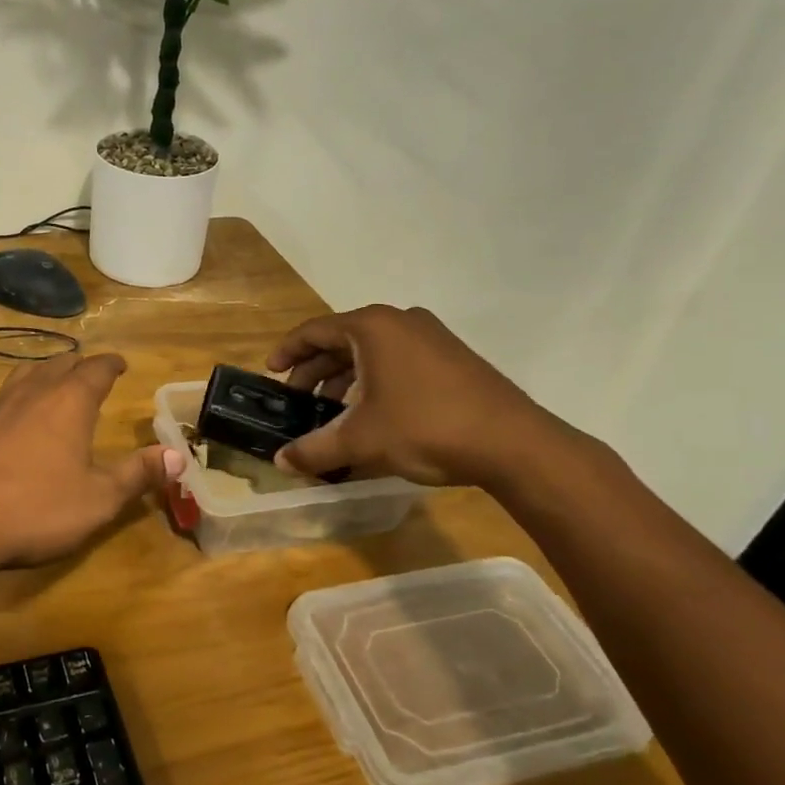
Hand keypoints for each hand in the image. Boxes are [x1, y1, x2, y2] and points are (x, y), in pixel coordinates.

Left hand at [0, 352, 179, 570]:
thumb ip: (138, 474)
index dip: (111, 364)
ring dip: (49, 373)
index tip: (121, 364)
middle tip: (94, 374)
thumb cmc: (37, 509)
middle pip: (61, 364)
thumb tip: (178, 455)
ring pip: (29, 373)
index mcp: (69, 401)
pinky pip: (7, 394)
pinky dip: (24, 393)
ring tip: (58, 384)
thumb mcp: (99, 499)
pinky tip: (22, 416)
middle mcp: (34, 392)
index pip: (96, 369)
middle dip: (81, 366)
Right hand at [266, 305, 569, 486]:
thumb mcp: (361, 440)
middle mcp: (400, 322)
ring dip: (345, 379)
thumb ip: (314, 448)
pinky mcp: (452, 358)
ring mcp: (431, 337)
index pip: (314, 331)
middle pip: (342, 341)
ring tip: (332, 413)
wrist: (513, 444)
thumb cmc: (425, 427)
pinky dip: (374, 382)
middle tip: (299, 400)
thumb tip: (280, 463)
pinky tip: (372, 415)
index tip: (271, 373)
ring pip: (372, 353)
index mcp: (372, 327)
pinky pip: (398, 361)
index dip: (287, 352)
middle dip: (316, 371)